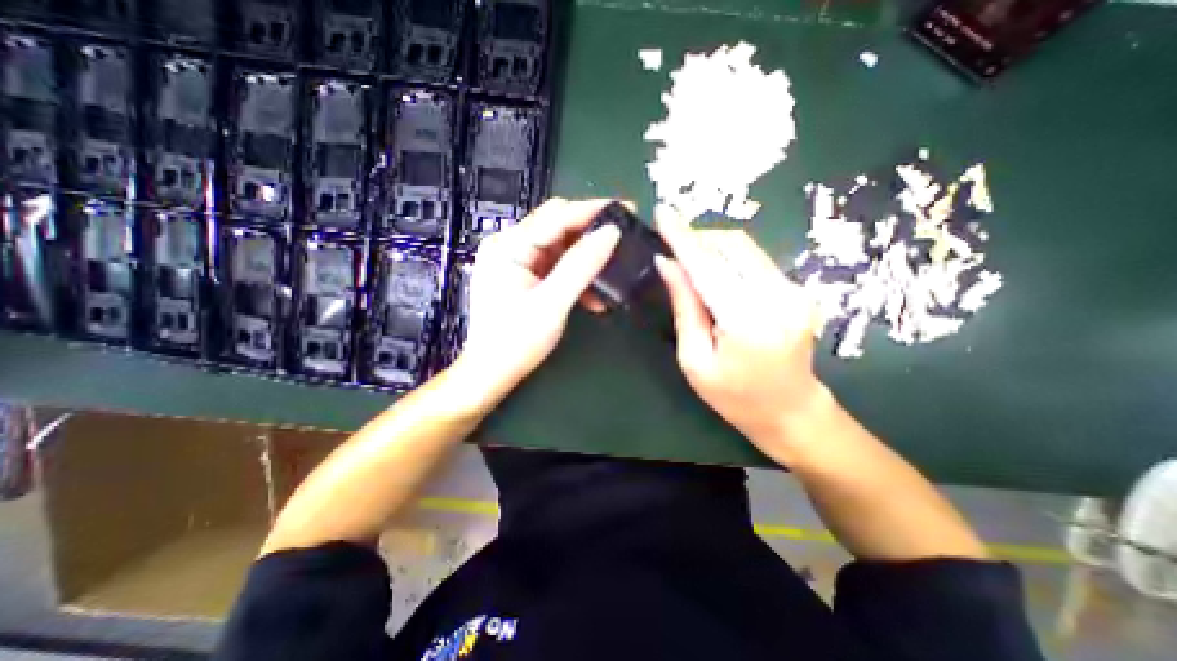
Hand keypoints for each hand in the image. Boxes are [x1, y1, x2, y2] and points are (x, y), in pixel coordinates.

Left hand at [457, 199, 623, 397]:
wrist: (491, 373)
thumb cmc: (516, 342)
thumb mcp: (553, 303)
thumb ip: (581, 265)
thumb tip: (611, 232)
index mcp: (508, 246)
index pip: (556, 216)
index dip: (593, 210)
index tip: (626, 209)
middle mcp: (509, 245)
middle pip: (557, 226)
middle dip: (591, 233)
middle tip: (623, 239)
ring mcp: (515, 260)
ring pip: (560, 246)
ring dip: (586, 260)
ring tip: (611, 275)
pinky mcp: (522, 274)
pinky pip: (555, 265)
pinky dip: (575, 275)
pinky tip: (592, 296)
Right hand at [652, 209, 824, 465]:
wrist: (792, 413)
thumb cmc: (735, 398)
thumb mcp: (695, 360)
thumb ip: (685, 307)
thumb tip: (667, 264)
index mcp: (748, 322)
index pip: (708, 267)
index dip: (682, 237)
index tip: (663, 211)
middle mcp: (779, 297)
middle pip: (733, 245)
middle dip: (698, 239)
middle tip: (672, 248)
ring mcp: (795, 291)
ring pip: (746, 248)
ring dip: (713, 248)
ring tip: (690, 264)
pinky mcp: (798, 290)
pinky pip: (755, 261)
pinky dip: (729, 260)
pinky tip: (715, 276)